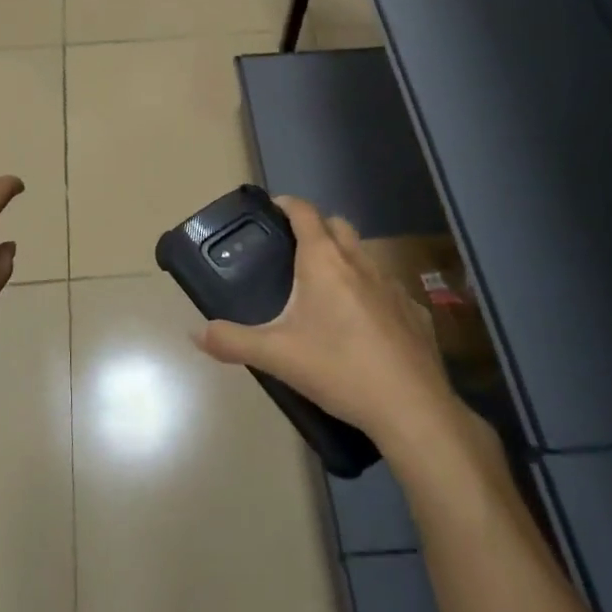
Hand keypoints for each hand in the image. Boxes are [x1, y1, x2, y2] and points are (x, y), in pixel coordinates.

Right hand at [194, 196, 486, 461]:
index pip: (305, 212)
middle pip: (338, 226)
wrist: (411, 408)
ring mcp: (393, 286)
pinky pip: (388, 289)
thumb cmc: (339, 369)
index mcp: (324, 262)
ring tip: (326, 290)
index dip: (287, 203)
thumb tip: (196, 333)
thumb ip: (232, 341)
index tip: (273, 208)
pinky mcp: (415, 312)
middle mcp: (360, 263)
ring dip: (345, 259)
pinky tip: (365, 325)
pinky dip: (372, 293)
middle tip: (294, 251)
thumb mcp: (276, 357)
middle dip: (317, 228)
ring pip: (365, 256)